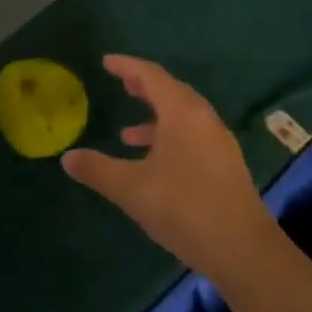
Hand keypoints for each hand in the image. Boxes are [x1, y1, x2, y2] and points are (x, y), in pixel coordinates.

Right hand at [62, 55, 276, 283]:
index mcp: (182, 113)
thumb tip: (67, 157)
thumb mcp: (131, 189)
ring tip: (128, 133)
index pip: (151, 76)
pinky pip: (193, 135)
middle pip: (171, 91)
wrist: (243, 250)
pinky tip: (156, 163)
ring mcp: (219, 142)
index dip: (127, 66)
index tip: (107, 62)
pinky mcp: (226, 164)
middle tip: (122, 84)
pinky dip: (170, 136)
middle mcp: (204, 119)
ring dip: (156, 116)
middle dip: (144, 86)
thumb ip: (97, 170)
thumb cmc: (183, 208)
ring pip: (184, 116)